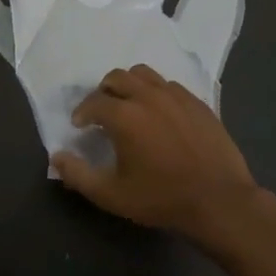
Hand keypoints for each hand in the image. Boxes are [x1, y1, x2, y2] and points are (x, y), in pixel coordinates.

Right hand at [51, 64, 271, 241]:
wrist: (219, 201)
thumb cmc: (161, 199)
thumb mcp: (112, 195)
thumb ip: (78, 175)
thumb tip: (57, 157)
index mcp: (124, 115)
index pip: (93, 102)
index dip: (82, 113)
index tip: (80, 125)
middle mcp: (148, 96)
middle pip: (117, 77)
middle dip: (103, 91)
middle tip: (101, 111)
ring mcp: (176, 96)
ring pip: (145, 74)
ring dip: (130, 85)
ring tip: (129, 104)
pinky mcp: (197, 102)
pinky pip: (169, 85)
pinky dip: (156, 92)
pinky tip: (159, 113)